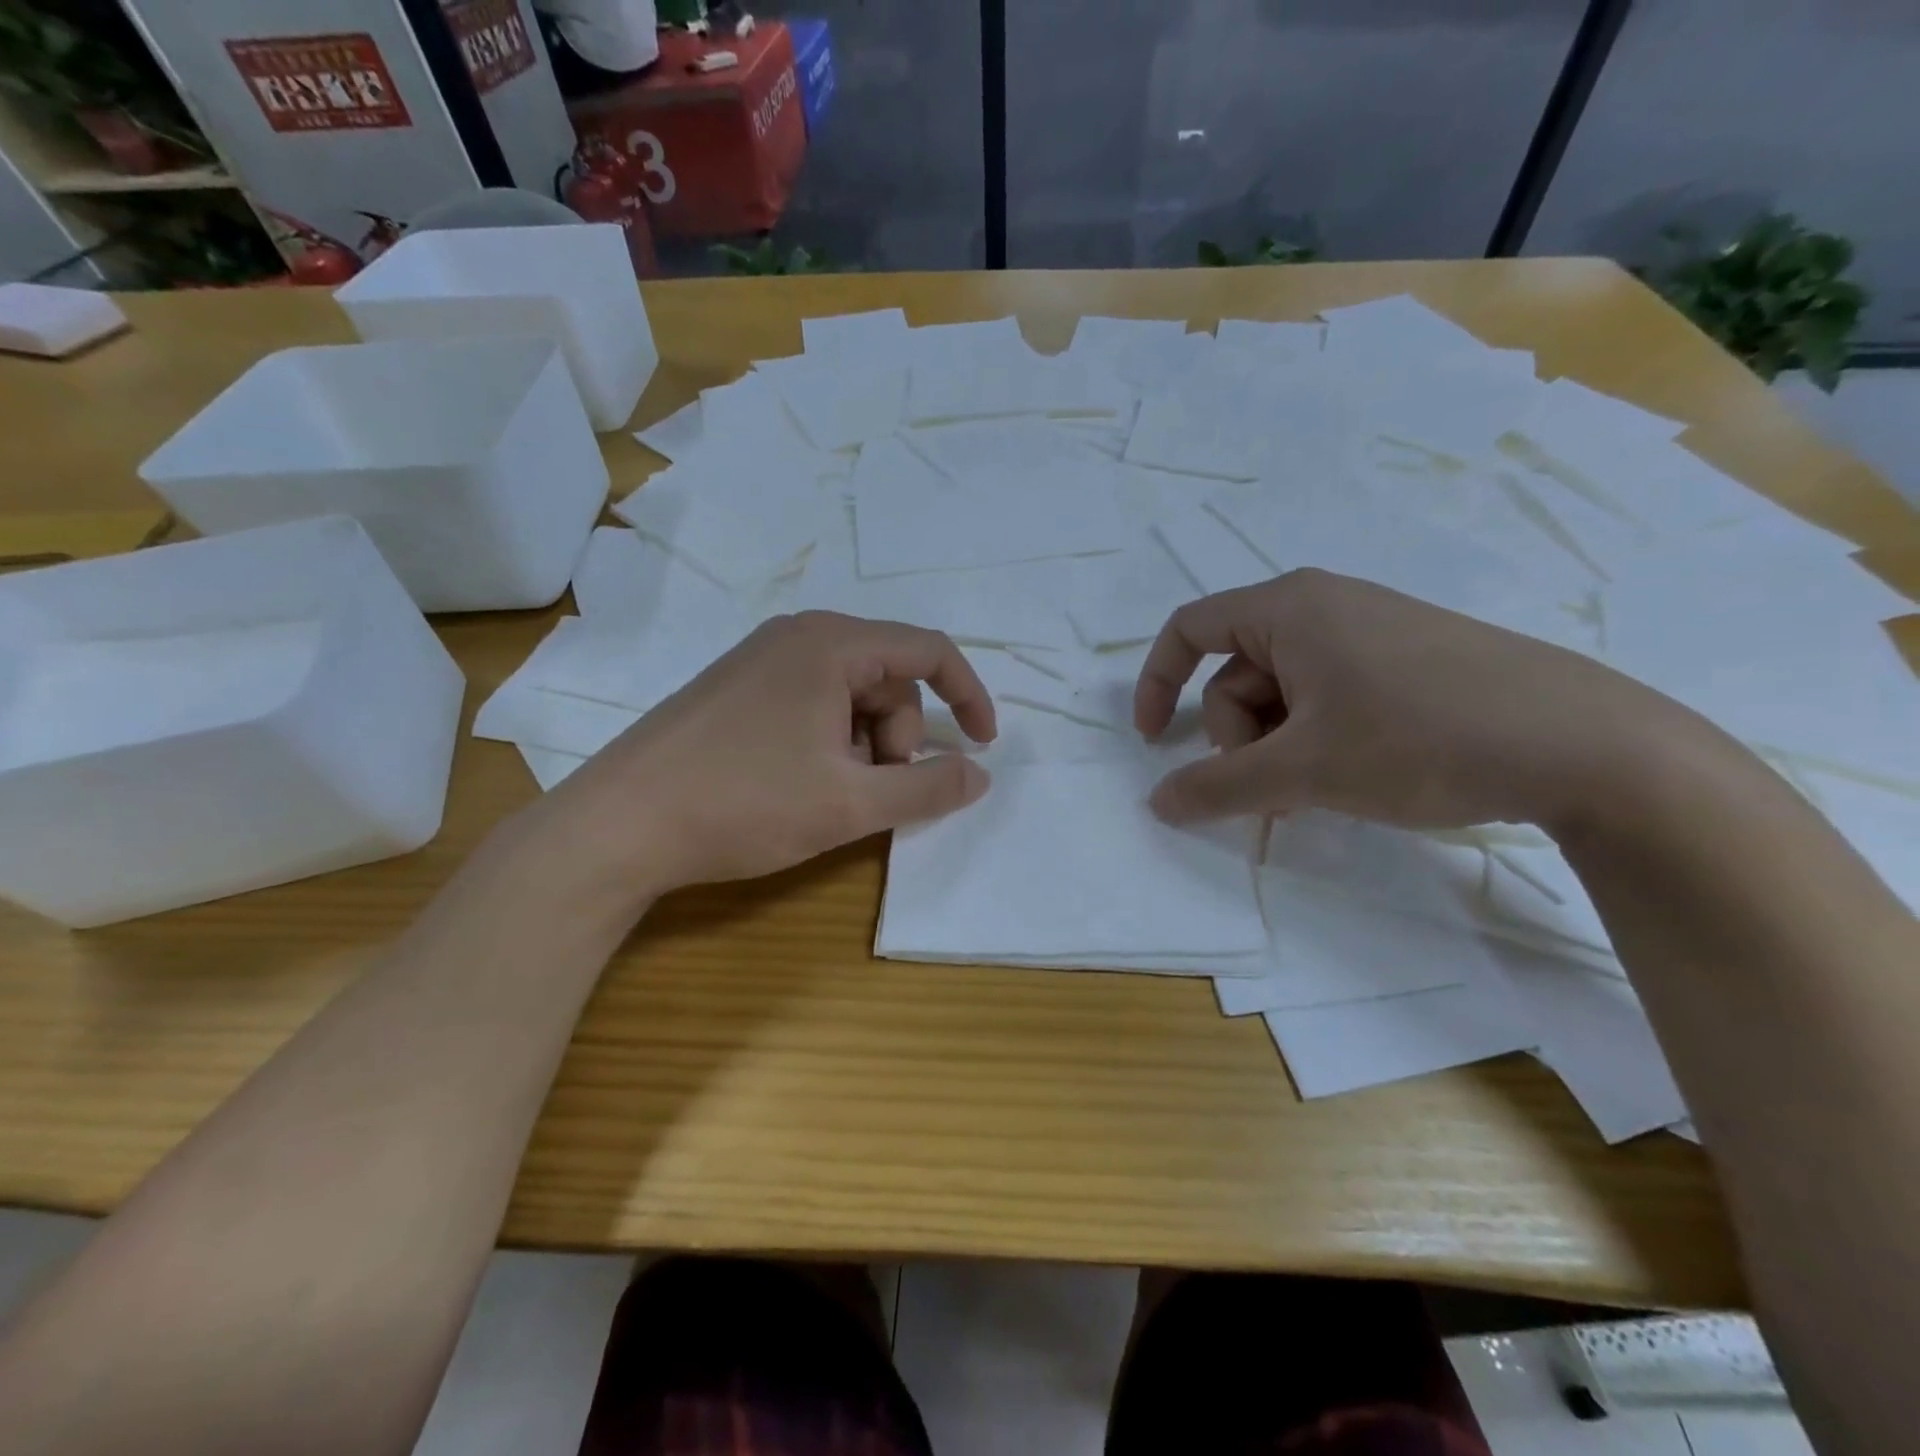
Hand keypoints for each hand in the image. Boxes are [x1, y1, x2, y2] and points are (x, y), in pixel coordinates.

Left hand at [525, 612, 995, 915]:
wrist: (619, 824)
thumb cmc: (744, 804)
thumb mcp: (851, 804)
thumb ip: (928, 787)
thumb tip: (980, 774)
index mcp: (831, 643)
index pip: (929, 651)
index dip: (968, 697)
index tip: (981, 746)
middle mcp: (799, 635)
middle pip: (888, 677)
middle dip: (899, 736)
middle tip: (873, 790)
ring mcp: (761, 659)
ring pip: (850, 694)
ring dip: (863, 745)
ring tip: (830, 793)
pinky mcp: (738, 688)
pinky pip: (812, 702)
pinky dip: (829, 742)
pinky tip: (800, 783)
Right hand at [1135, 569, 1707, 831]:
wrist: (1588, 745)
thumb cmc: (1420, 738)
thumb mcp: (1303, 770)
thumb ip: (1217, 787)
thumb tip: (1156, 802)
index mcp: (1289, 608)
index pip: (1189, 629)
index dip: (1155, 683)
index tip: (1152, 743)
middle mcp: (1325, 607)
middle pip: (1237, 673)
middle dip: (1238, 738)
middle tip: (1272, 790)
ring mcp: (1371, 633)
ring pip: (1284, 693)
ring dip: (1278, 748)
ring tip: (1315, 793)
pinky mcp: (1407, 663)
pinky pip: (1330, 697)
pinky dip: (1317, 740)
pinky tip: (1351, 777)